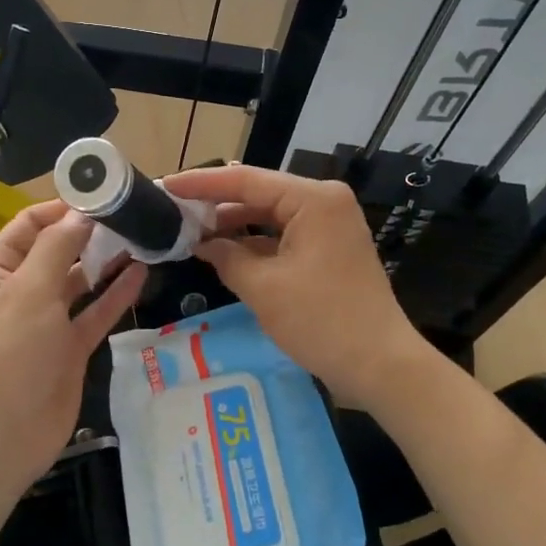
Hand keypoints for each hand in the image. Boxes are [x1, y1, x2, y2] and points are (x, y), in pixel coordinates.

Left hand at [0, 202, 145, 492]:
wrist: (2, 433)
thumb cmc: (9, 351)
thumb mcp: (30, 290)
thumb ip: (58, 247)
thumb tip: (82, 212)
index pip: (29, 224)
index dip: (62, 208)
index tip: (103, 195)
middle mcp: (19, 290)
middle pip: (57, 250)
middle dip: (90, 233)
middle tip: (133, 214)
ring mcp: (45, 321)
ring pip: (79, 282)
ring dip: (106, 262)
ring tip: (143, 237)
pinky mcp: (68, 349)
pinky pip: (94, 313)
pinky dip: (115, 294)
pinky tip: (142, 273)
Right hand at [163, 164, 427, 409]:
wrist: (380, 365)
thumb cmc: (321, 321)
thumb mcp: (263, 288)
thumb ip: (226, 257)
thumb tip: (200, 242)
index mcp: (312, 200)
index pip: (246, 180)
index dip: (201, 184)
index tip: (165, 185)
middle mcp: (324, 202)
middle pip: (259, 193)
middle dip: (216, 203)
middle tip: (172, 209)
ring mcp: (329, 226)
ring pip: (269, 215)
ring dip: (233, 224)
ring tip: (190, 230)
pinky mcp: (328, 249)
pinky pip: (283, 235)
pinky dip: (254, 242)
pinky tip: (223, 251)